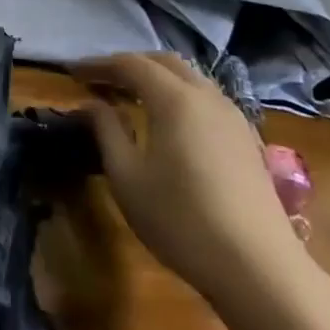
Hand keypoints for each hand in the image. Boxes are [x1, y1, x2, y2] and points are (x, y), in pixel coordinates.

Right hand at [73, 53, 309, 303]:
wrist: (258, 267)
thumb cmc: (180, 219)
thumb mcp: (126, 176)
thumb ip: (107, 131)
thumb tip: (93, 104)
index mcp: (174, 99)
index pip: (130, 64)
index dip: (98, 64)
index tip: (72, 72)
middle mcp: (207, 97)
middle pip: (164, 62)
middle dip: (129, 64)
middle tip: (100, 80)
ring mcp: (234, 117)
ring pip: (191, 78)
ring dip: (157, 78)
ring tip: (130, 97)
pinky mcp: (248, 140)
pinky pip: (207, 99)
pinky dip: (179, 96)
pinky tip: (168, 122)